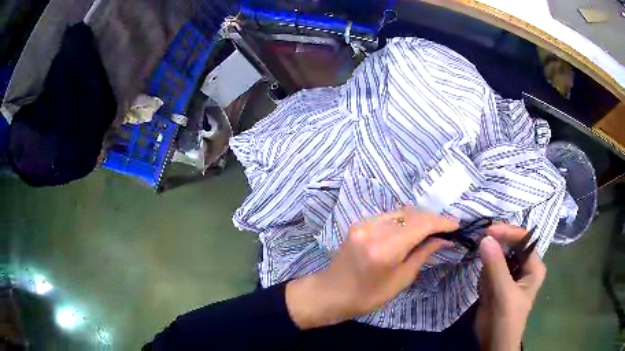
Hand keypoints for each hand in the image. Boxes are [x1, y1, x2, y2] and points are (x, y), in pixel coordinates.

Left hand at [285, 207, 457, 328]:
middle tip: (446, 228)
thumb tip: (443, 239)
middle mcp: (373, 229)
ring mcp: (363, 223)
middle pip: (411, 213)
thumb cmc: (367, 296)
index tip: (456, 225)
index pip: (420, 224)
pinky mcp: (359, 223)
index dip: (441, 222)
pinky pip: (388, 216)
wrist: (330, 293)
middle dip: (432, 218)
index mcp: (384, 249)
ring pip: (400, 212)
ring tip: (433, 229)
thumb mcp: (400, 281)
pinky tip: (412, 229)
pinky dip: (404, 220)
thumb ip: (422, 255)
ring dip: (419, 218)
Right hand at [475, 224, 546, 350]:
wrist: (493, 343)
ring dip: (488, 257)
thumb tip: (485, 238)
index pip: (523, 240)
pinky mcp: (497, 283)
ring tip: (481, 263)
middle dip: (497, 243)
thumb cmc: (505, 319)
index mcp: (533, 266)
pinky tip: (482, 282)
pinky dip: (483, 270)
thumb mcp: (503, 293)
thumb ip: (496, 266)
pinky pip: (490, 268)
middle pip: (511, 245)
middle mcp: (523, 267)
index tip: (488, 232)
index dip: (508, 233)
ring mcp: (510, 275)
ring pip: (499, 256)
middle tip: (479, 239)